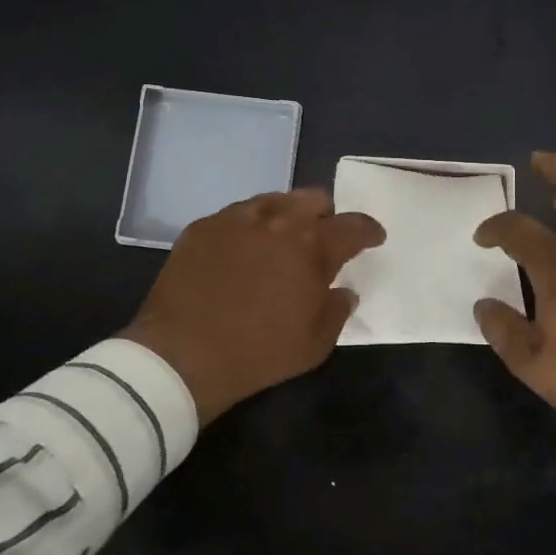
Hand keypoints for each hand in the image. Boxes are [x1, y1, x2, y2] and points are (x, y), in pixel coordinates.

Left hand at [121, 189, 384, 425]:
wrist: (182, 356)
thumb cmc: (258, 354)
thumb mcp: (315, 344)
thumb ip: (337, 310)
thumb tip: (344, 291)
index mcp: (312, 247)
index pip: (352, 226)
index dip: (368, 230)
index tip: (373, 237)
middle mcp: (277, 221)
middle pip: (313, 198)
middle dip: (325, 216)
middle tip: (322, 239)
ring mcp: (235, 219)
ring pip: (274, 200)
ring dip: (287, 216)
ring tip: (281, 240)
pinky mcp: (202, 226)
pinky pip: (236, 215)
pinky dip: (249, 227)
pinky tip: (242, 251)